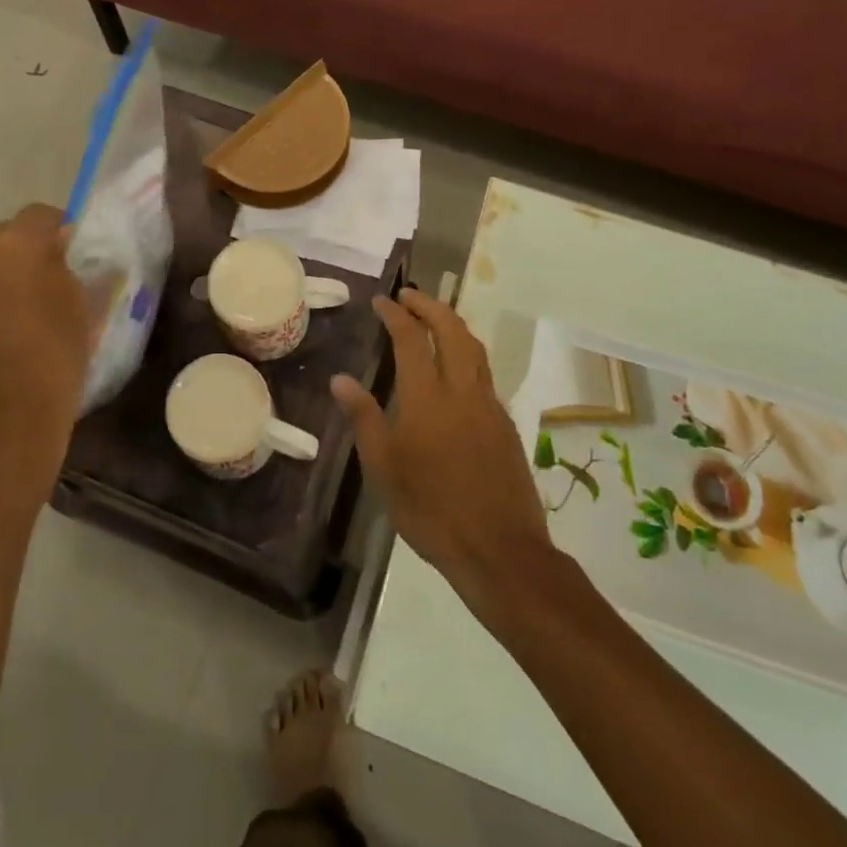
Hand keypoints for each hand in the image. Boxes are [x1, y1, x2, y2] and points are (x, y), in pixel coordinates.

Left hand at [0, 205, 107, 492]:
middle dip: (14, 256)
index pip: (38, 215)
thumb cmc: (56, 357)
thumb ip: (65, 265)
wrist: (6, 422)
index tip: (64, 251)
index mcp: (14, 245)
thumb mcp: (80, 304)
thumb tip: (56, 248)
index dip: (54, 230)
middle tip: (31, 289)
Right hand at [332, 289, 551, 612]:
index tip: (382, 301)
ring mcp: (489, 406)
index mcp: (428, 398)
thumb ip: (364, 418)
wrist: (500, 550)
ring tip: (434, 317)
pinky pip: (485, 372)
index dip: (396, 314)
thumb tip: (340, 379)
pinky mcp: (505, 424)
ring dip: (453, 323)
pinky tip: (455, 368)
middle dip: (430, 305)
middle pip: (452, 330)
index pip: (412, 339)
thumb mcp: (384, 469)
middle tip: (410, 295)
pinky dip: (467, 353)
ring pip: (475, 348)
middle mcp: (462, 391)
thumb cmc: (431, 511)